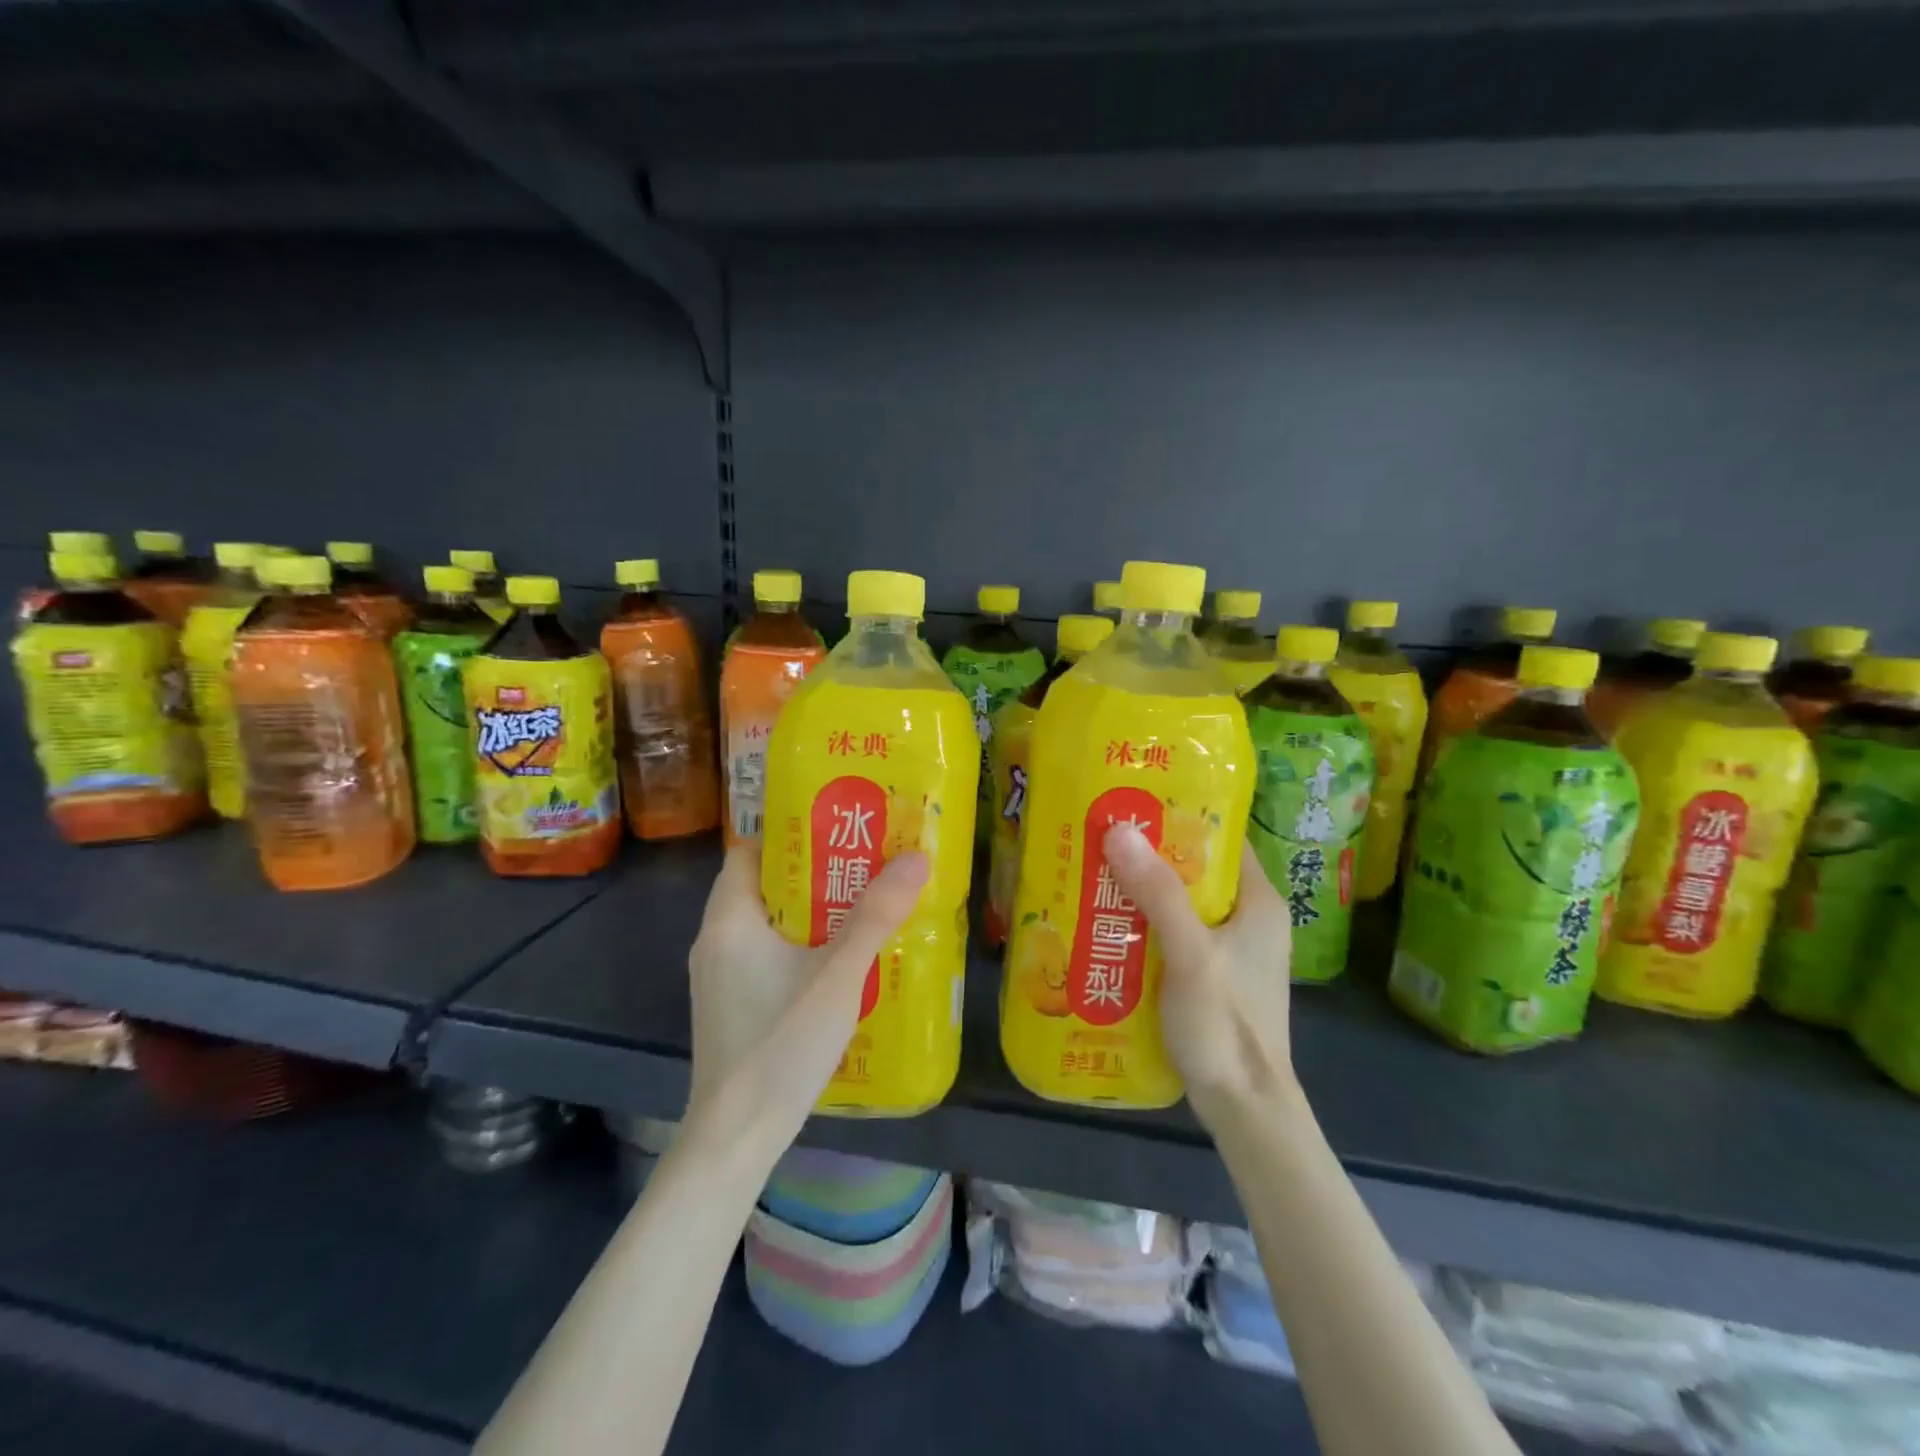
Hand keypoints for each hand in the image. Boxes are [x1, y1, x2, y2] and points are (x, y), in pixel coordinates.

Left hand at [685, 841, 928, 1154]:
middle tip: (865, 863)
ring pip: (767, 924)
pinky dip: (798, 946)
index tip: (838, 827)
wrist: (736, 1139)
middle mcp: (715, 941)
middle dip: (813, 873)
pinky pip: (765, 956)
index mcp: (729, 920)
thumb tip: (916, 857)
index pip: (750, 852)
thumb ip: (875, 916)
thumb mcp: (837, 975)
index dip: (791, 834)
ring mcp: (719, 978)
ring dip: (810, 913)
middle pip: (764, 886)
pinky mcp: (730, 1006)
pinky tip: (838, 961)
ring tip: (862, 905)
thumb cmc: (780, 1044)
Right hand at [1102, 823, 1295, 1123]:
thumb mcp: (1191, 954)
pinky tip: (1108, 923)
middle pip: (1196, 871)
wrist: (1245, 1109)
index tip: (1134, 803)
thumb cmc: (1226, 1025)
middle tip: (1102, 836)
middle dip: (1150, 855)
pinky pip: (1174, 934)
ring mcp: (1231, 950)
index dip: (1181, 816)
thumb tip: (1119, 830)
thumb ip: (1159, 893)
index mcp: (1259, 902)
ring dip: (1143, 891)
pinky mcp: (1212, 976)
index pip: (1222, 839)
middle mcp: (1249, 919)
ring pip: (1181, 904)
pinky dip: (1145, 924)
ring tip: (1095, 872)